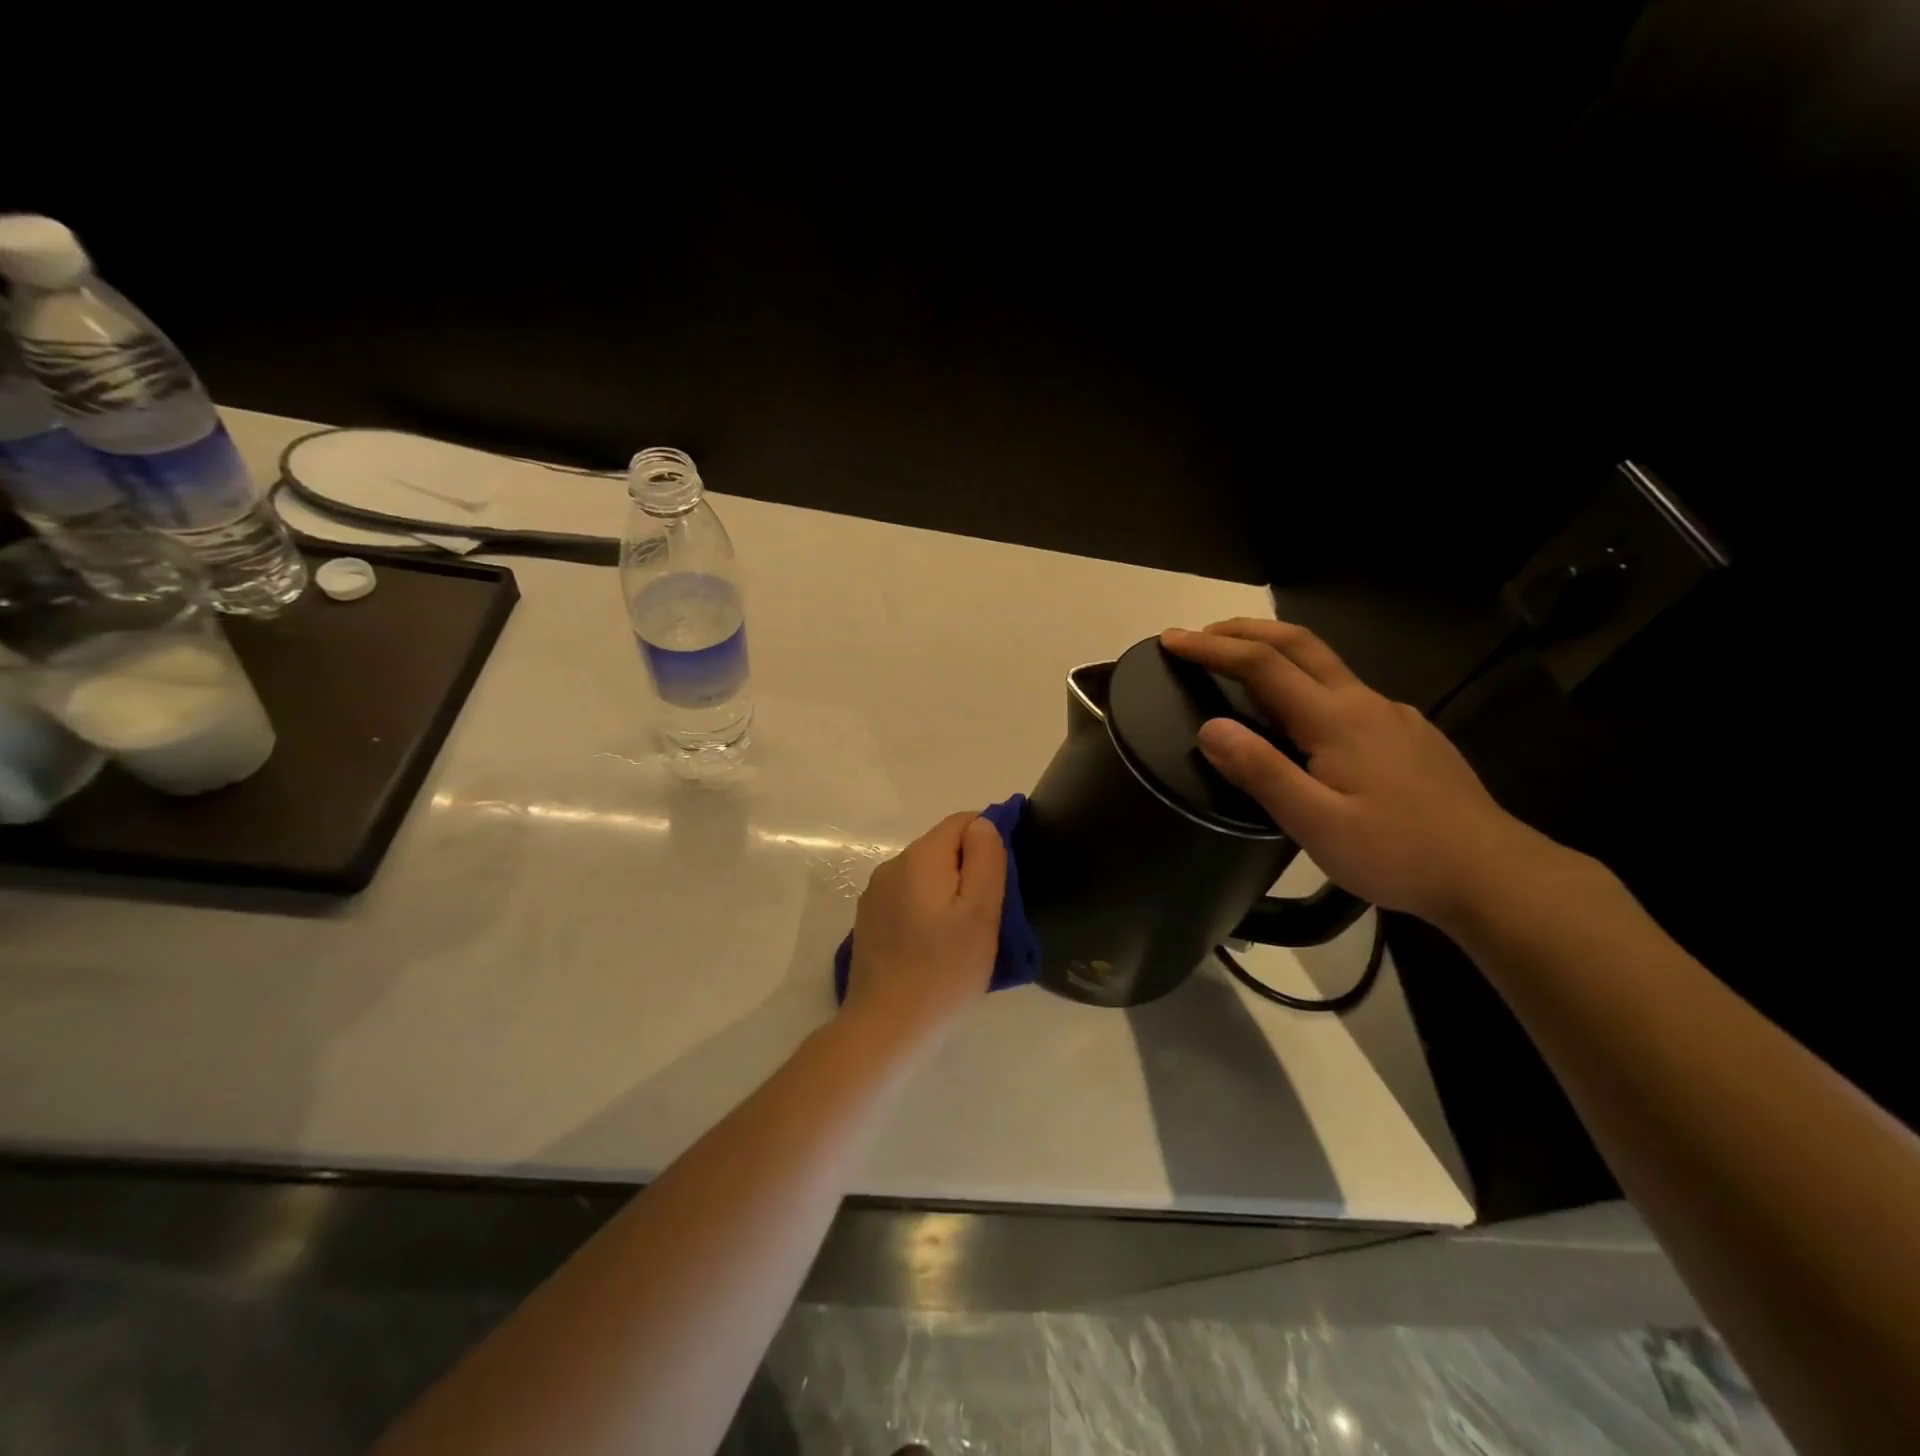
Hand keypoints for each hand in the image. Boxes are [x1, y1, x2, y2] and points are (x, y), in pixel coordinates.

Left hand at [843, 811, 1005, 1048]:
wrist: (886, 1028)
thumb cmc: (944, 971)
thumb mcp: (980, 913)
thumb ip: (985, 859)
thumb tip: (983, 824)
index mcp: (920, 857)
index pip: (963, 821)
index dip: (990, 837)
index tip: (1007, 877)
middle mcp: (892, 865)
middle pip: (942, 847)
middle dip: (970, 868)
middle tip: (991, 913)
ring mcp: (875, 895)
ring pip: (925, 876)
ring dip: (948, 891)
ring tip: (966, 934)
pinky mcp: (869, 922)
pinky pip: (908, 899)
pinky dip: (927, 910)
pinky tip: (936, 946)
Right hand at [1161, 620, 1541, 927]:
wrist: (1492, 874)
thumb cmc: (1397, 852)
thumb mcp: (1316, 823)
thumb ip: (1261, 771)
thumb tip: (1209, 726)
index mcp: (1335, 718)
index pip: (1261, 665)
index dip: (1212, 648)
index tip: (1171, 640)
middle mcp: (1364, 702)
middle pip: (1298, 644)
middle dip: (1243, 631)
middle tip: (1200, 636)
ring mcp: (1392, 715)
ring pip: (1325, 665)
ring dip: (1274, 653)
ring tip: (1239, 670)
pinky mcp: (1409, 734)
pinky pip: (1346, 691)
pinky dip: (1305, 682)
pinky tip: (1302, 719)